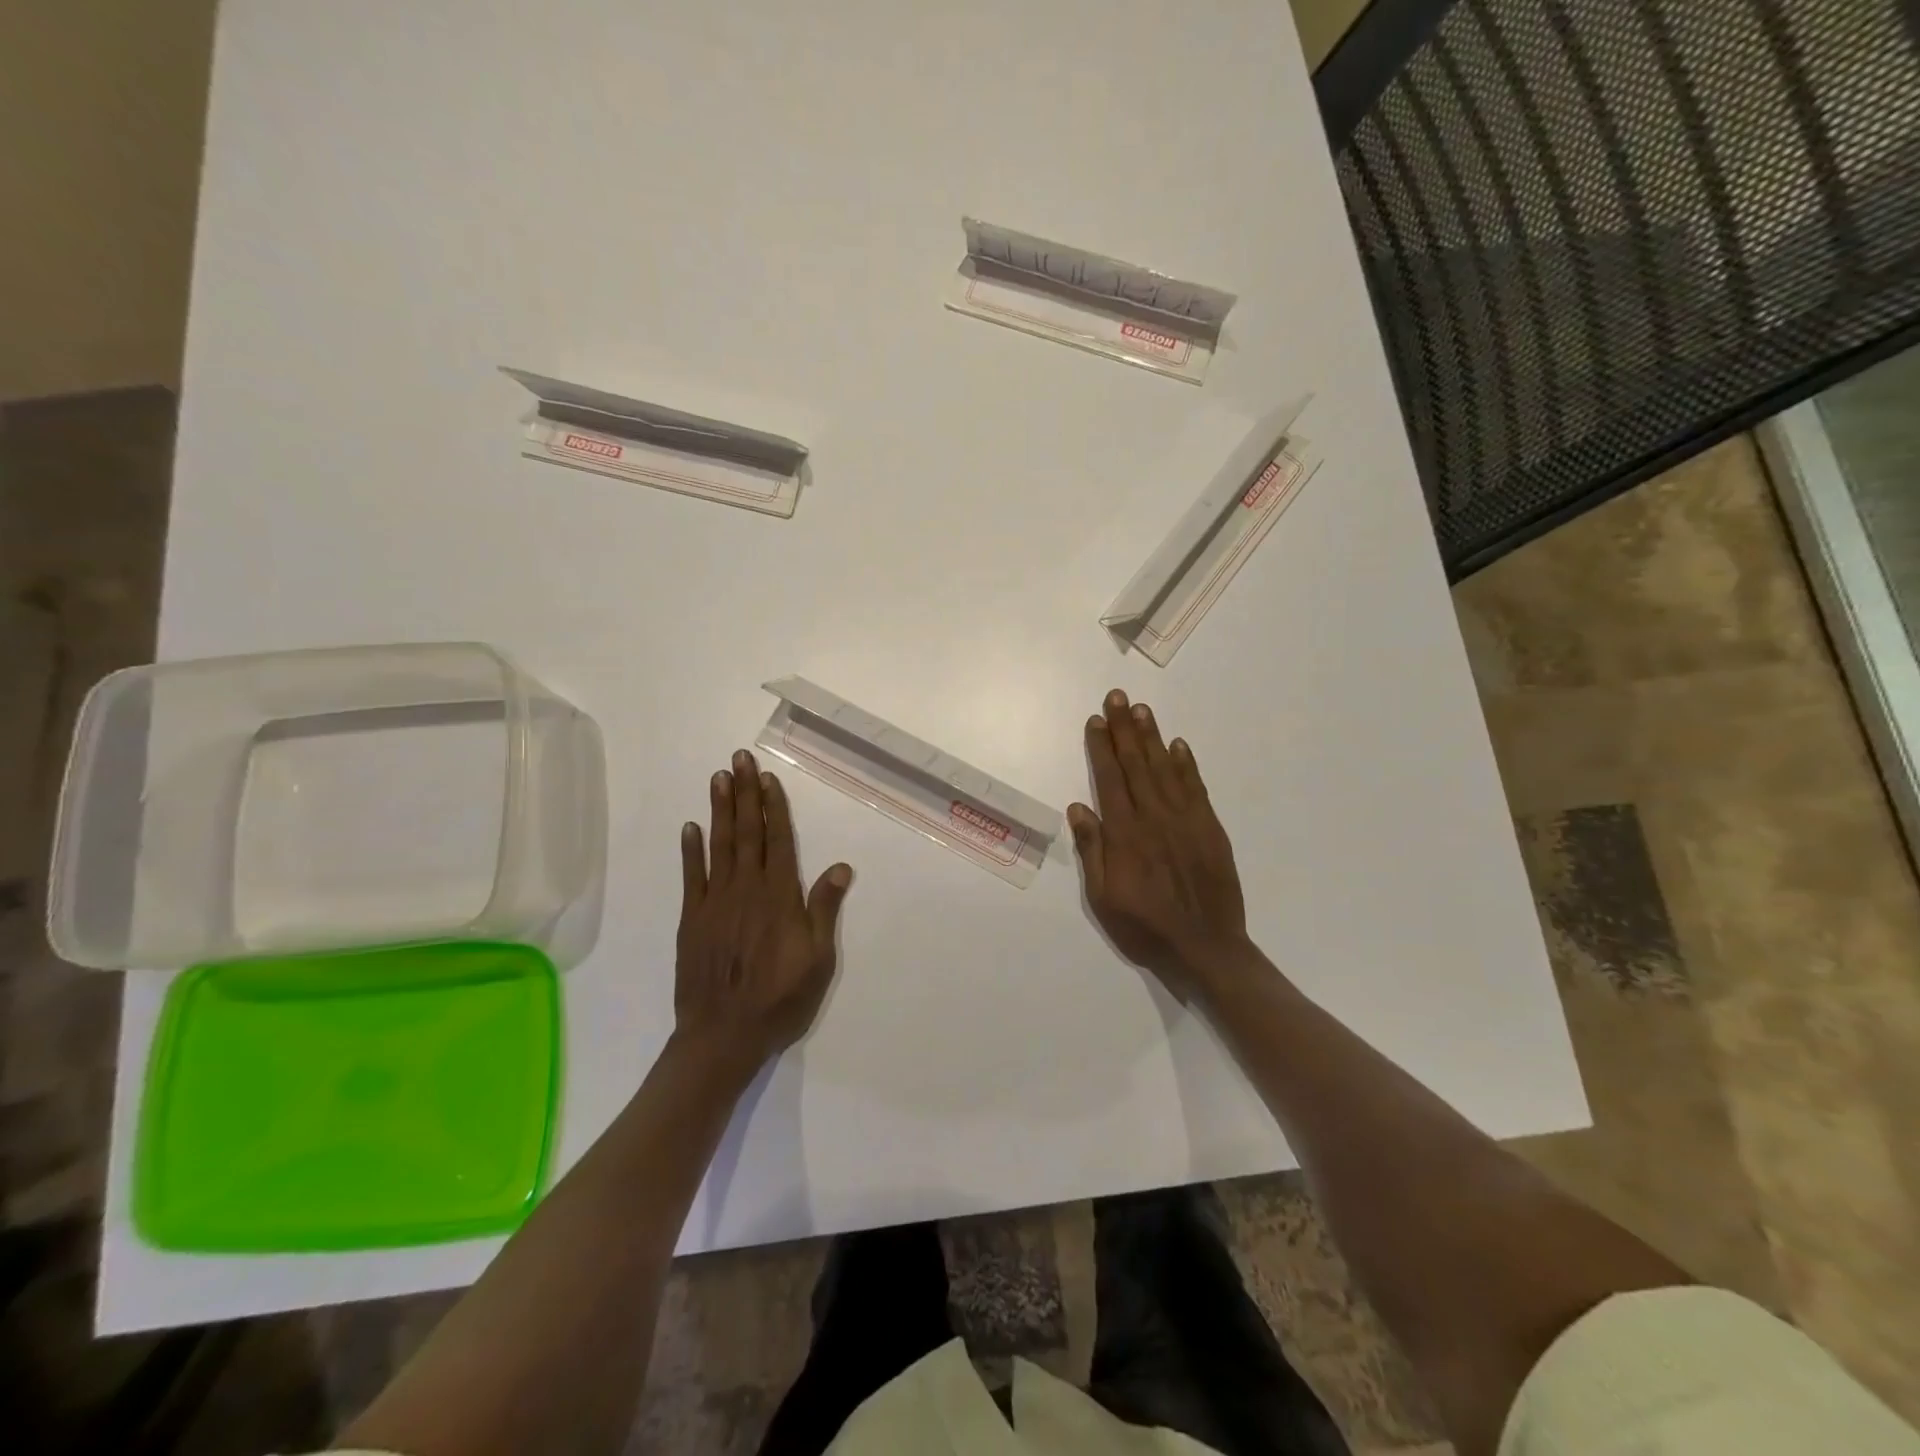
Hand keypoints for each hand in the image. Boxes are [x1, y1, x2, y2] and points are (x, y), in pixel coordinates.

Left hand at [675, 749, 852, 1069]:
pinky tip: (690, 827)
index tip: (767, 777)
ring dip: (719, 810)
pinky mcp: (691, 919)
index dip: (773, 807)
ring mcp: (714, 902)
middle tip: (738, 759)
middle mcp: (746, 889)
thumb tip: (839, 867)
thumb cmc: (779, 1000)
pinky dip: (690, 850)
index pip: (777, 840)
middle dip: (744, 793)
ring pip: (719, 845)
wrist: (722, 1037)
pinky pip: (691, 876)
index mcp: (779, 897)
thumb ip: (824, 910)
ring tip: (718, 778)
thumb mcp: (818, 960)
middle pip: (747, 832)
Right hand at [1068, 690, 1248, 991]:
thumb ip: (1093, 850)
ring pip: (1165, 769)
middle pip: (1137, 764)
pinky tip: (1178, 745)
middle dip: (1124, 729)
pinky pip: (1196, 788)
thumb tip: (1079, 807)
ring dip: (1153, 737)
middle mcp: (1155, 818)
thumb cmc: (1145, 927)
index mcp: (1125, 834)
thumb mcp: (1103, 899)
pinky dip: (1186, 764)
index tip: (1096, 721)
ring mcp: (1186, 821)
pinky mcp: (1210, 829)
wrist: (1206, 949)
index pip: (1110, 779)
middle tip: (1117, 698)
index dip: (1102, 748)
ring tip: (1142, 710)